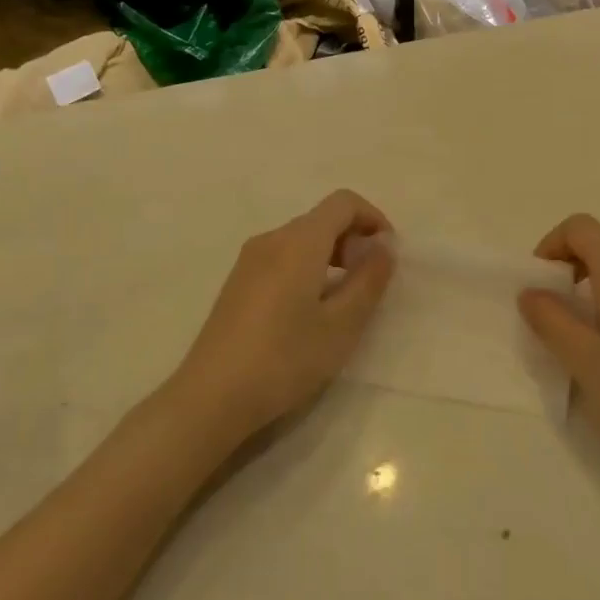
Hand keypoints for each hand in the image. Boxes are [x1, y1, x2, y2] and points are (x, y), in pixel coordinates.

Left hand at [166, 191, 395, 445]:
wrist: (211, 397)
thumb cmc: (285, 359)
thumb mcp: (341, 325)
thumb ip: (369, 280)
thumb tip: (384, 246)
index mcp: (299, 241)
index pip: (343, 202)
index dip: (373, 218)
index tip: (388, 254)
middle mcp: (272, 239)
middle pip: (322, 218)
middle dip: (354, 239)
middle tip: (371, 282)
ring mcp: (249, 260)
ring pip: (302, 239)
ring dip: (332, 255)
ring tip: (345, 300)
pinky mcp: (238, 282)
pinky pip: (283, 257)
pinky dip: (308, 268)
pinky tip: (310, 311)